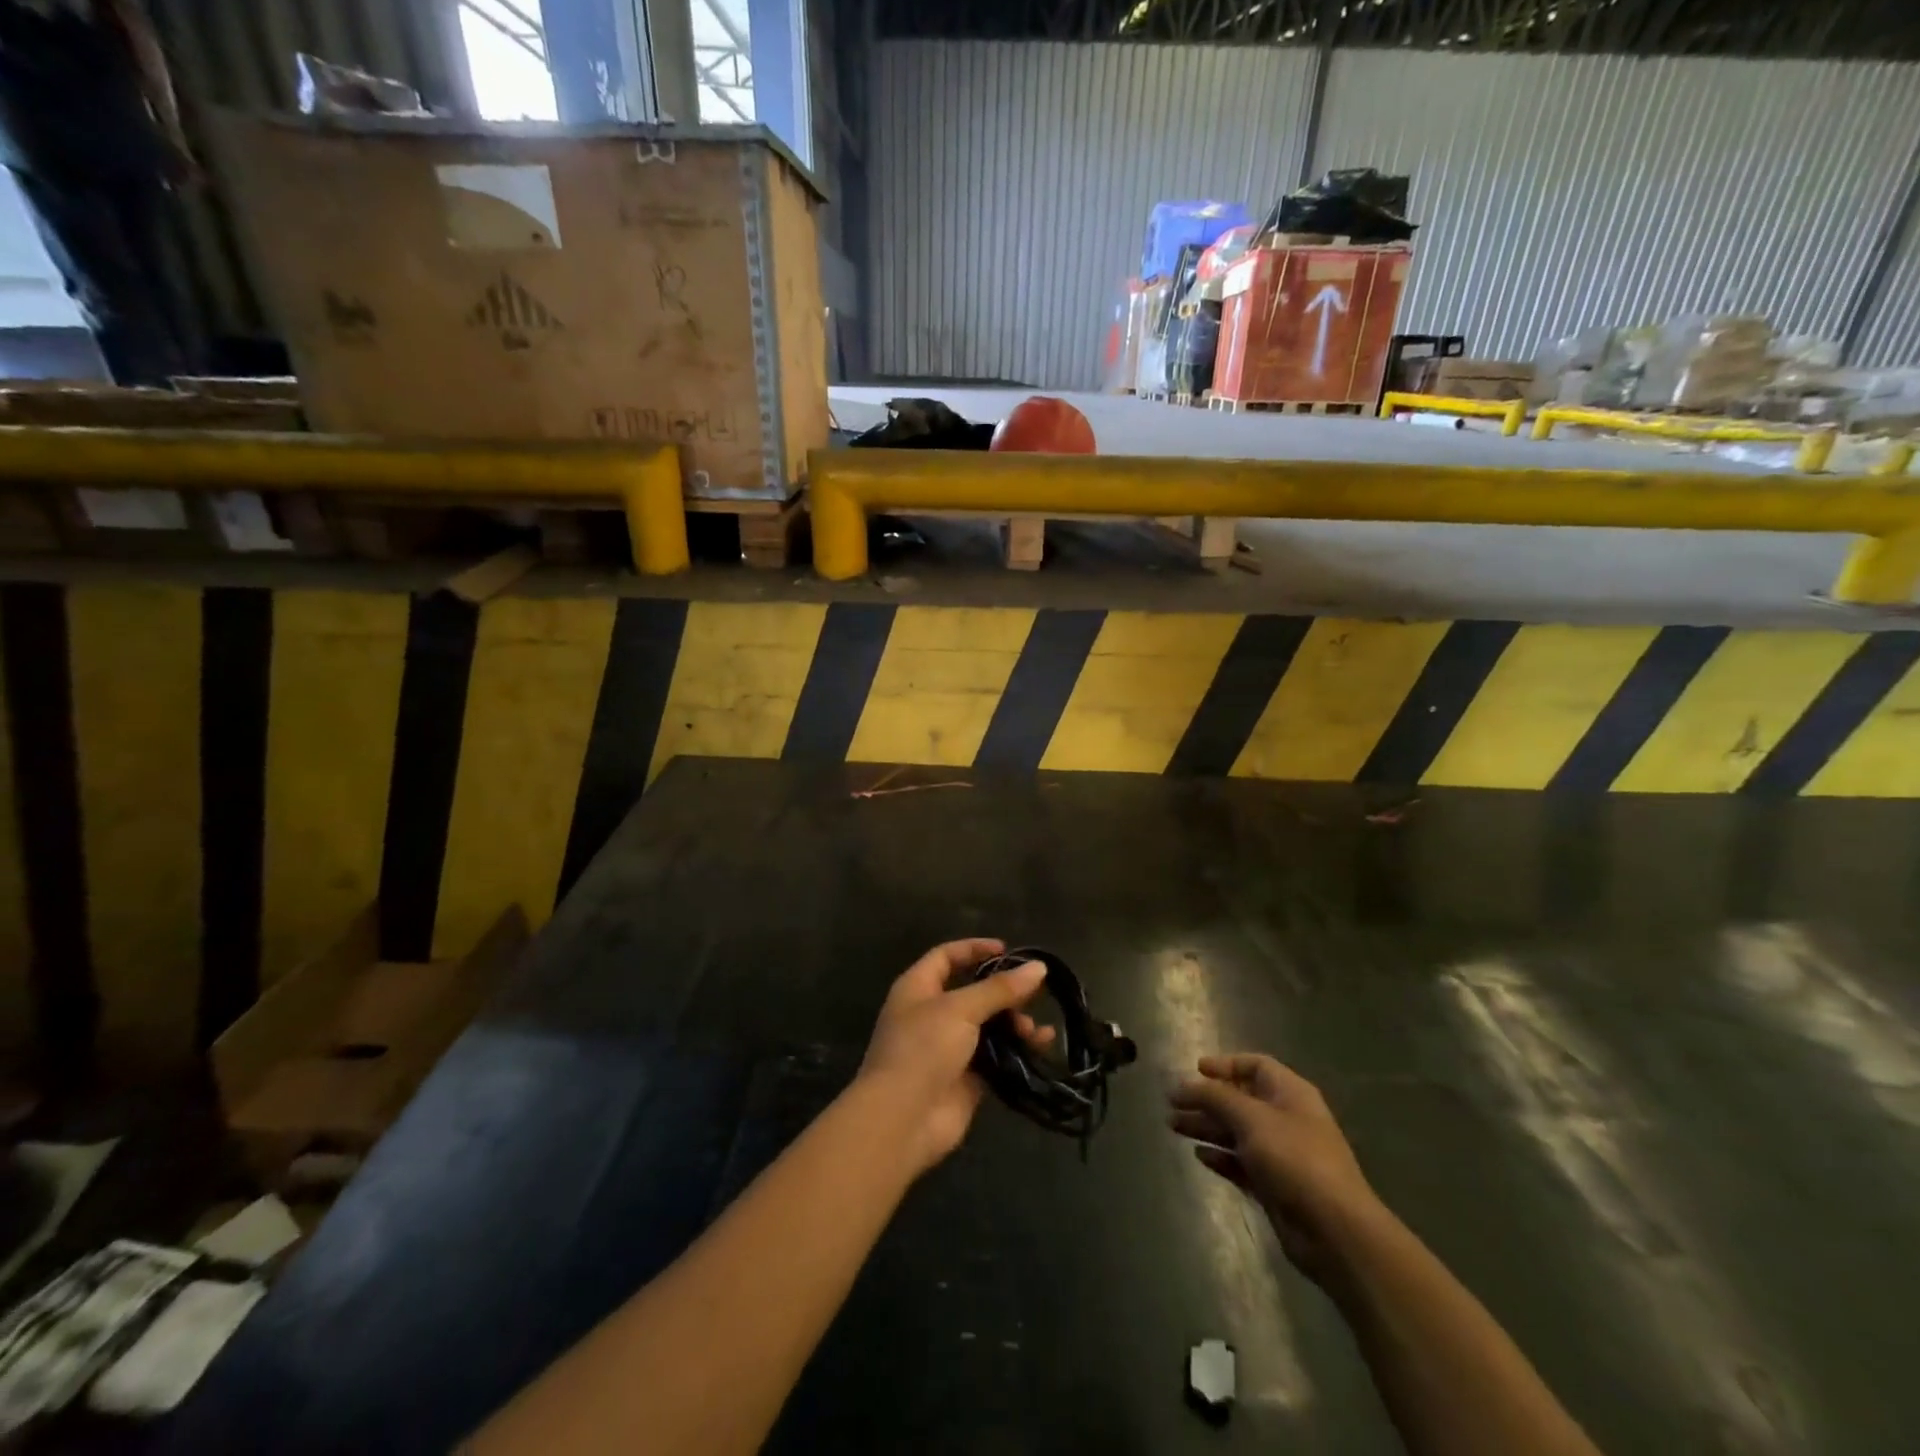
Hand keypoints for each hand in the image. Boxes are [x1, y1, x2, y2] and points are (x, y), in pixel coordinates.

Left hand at [859, 939, 1052, 1175]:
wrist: (902, 1120)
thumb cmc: (922, 1049)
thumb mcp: (960, 1009)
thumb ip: (999, 989)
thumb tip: (1039, 967)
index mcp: (918, 988)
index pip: (947, 956)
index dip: (975, 949)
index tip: (1008, 950)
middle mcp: (931, 1014)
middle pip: (973, 992)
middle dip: (1004, 992)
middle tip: (1034, 994)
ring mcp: (948, 1048)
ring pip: (988, 1026)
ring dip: (1014, 1023)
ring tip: (1034, 1031)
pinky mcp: (966, 1078)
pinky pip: (997, 1056)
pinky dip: (1018, 1050)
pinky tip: (1041, 1046)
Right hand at [1168, 1054, 1376, 1278]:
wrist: (1334, 1230)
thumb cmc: (1294, 1158)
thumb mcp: (1250, 1118)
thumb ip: (1214, 1097)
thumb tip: (1182, 1084)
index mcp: (1290, 1093)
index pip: (1255, 1066)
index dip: (1225, 1065)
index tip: (1195, 1070)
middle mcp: (1286, 1119)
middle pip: (1240, 1099)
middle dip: (1206, 1099)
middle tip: (1172, 1103)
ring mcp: (1281, 1154)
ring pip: (1236, 1132)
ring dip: (1206, 1126)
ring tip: (1174, 1126)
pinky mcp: (1274, 1185)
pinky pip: (1241, 1163)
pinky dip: (1221, 1157)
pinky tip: (1200, 1156)